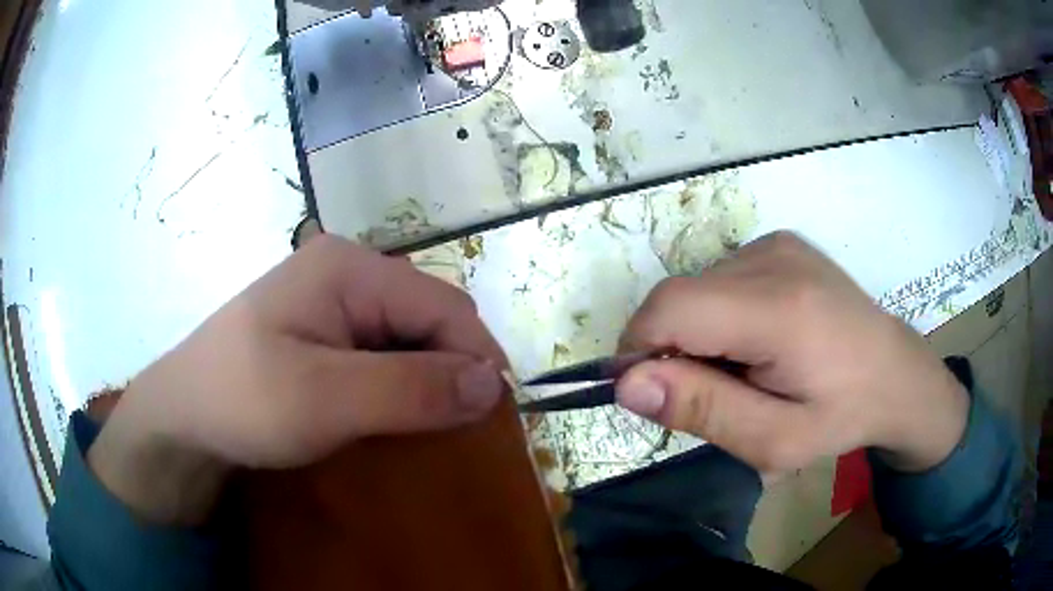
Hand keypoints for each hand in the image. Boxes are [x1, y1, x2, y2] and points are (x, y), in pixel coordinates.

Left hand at [88, 235, 507, 523]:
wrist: (183, 418)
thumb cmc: (242, 401)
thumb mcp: (325, 399)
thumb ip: (410, 389)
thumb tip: (492, 385)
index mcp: (349, 267)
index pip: (442, 306)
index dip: (477, 357)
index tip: (494, 418)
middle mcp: (347, 272)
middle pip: (428, 316)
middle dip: (455, 369)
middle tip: (462, 429)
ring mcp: (333, 302)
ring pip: (409, 337)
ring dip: (430, 380)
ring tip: (436, 427)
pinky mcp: (323, 332)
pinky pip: (383, 352)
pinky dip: (403, 384)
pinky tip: (399, 414)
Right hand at [615, 232, 968, 473]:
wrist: (896, 373)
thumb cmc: (843, 415)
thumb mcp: (776, 439)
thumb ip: (703, 410)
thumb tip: (628, 383)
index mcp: (780, 309)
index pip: (670, 309)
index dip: (639, 350)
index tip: (655, 395)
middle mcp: (774, 259)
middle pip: (680, 298)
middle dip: (674, 351)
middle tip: (718, 393)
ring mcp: (778, 244)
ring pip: (697, 288)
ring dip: (699, 333)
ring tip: (746, 367)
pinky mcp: (781, 243)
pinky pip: (721, 278)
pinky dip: (720, 314)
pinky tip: (759, 338)